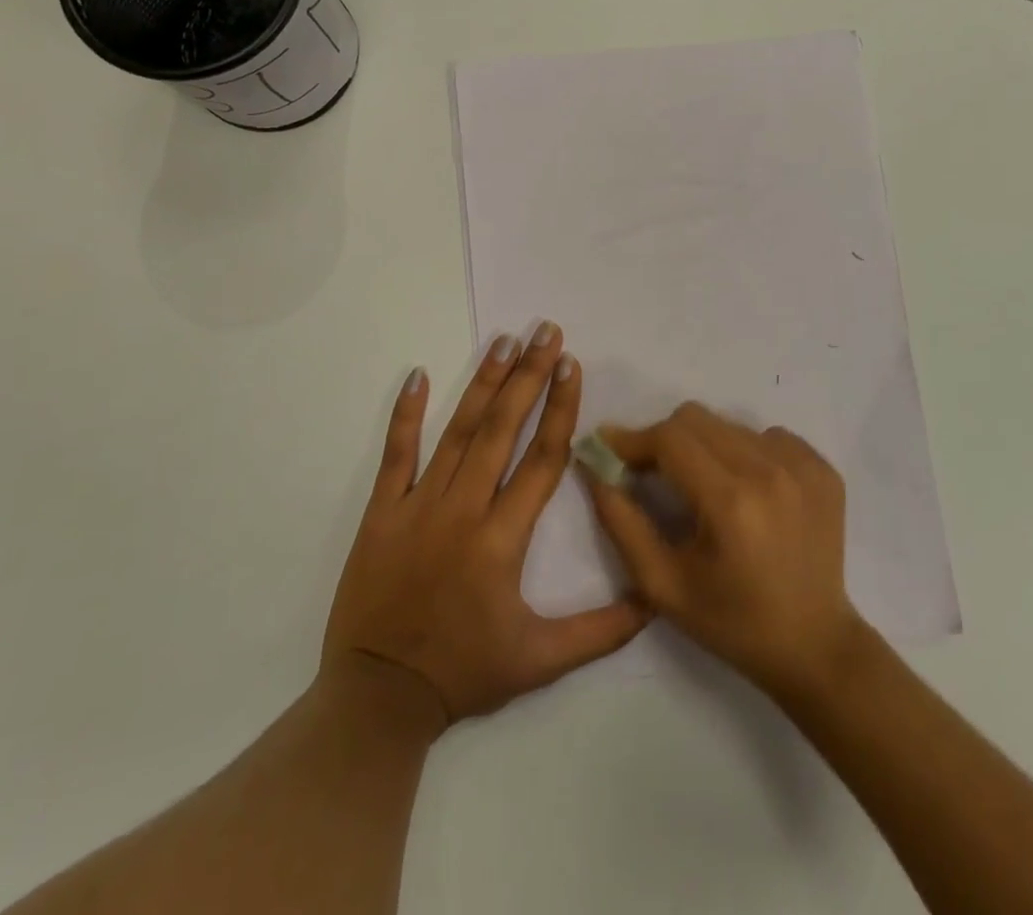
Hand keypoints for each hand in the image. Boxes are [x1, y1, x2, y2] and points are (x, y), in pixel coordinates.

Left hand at [320, 325, 650, 730]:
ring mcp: (418, 505)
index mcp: (503, 538)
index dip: (561, 409)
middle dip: (529, 376)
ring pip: (458, 432)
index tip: (572, 365)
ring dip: (484, 383)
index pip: (542, 459)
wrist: (377, 700)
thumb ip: (600, 631)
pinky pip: (394, 455)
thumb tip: (655, 600)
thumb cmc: (463, 672)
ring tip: (505, 341)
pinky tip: (417, 374)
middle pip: (503, 429)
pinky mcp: (382, 512)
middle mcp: (463, 509)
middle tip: (546, 332)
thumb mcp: (540, 662)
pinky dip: (405, 414)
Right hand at [583, 404, 865, 701]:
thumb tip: (595, 468)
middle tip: (653, 472)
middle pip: (697, 419)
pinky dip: (746, 453)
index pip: (669, 438)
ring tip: (705, 488)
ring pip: (729, 425)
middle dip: (664, 440)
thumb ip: (622, 523)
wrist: (814, 646)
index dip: (633, 439)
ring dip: (705, 447)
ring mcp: (802, 466)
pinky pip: (767, 436)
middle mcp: (769, 471)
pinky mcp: (822, 468)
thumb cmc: (732, 622)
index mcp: (730, 502)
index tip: (610, 446)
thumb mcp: (663, 585)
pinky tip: (747, 492)